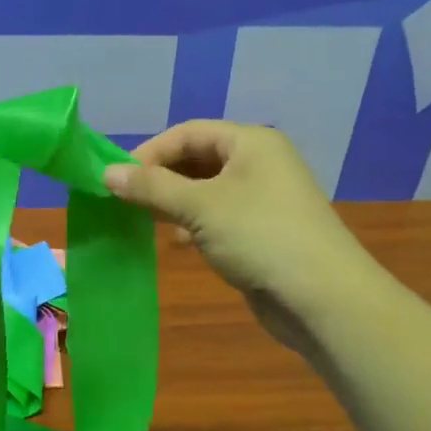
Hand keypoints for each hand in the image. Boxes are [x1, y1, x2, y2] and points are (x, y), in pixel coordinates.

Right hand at [102, 120, 375, 353]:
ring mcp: (263, 198)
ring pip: (206, 190)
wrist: (323, 298)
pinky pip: (219, 216)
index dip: (150, 152)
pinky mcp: (263, 231)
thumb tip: (107, 172)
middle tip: (127, 201)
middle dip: (161, 178)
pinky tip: (179, 242)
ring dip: (175, 203)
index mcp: (250, 142)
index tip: (116, 178)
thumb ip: (152, 187)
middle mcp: (259, 163)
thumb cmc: (259, 236)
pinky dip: (194, 224)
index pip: (188, 133)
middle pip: (197, 159)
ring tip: (147, 221)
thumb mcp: (199, 207)